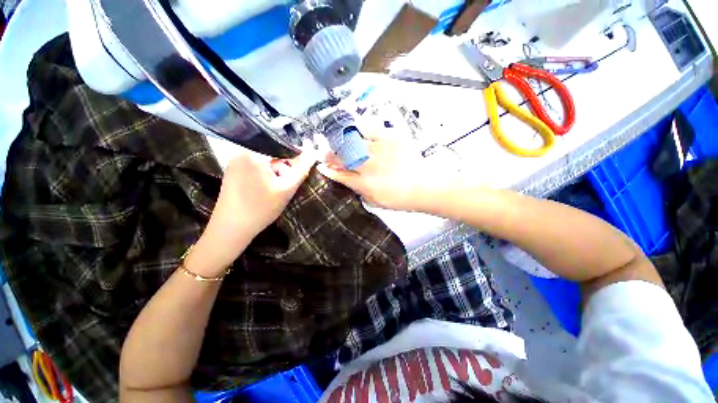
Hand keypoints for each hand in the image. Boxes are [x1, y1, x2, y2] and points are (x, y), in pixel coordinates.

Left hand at [192, 150, 314, 274]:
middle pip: (273, 153)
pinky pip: (256, 167)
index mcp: (253, 153)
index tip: (301, 169)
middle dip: (284, 166)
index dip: (295, 156)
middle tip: (286, 184)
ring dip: (276, 172)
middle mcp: (241, 152)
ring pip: (265, 161)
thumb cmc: (260, 208)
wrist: (231, 229)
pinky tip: (266, 190)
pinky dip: (266, 175)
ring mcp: (235, 162)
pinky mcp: (233, 172)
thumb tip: (313, 152)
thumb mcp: (286, 189)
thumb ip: (301, 169)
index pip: (282, 145)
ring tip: (276, 189)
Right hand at [317, 132, 457, 211]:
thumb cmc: (400, 198)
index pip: (340, 175)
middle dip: (330, 155)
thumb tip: (346, 180)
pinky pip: (369, 127)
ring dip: (341, 142)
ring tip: (338, 142)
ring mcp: (379, 150)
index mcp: (365, 184)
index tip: (322, 166)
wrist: (425, 186)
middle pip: (342, 157)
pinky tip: (354, 128)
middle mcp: (369, 166)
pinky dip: (359, 126)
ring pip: (352, 142)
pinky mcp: (390, 138)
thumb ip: (359, 191)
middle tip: (327, 154)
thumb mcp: (376, 202)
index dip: (329, 171)